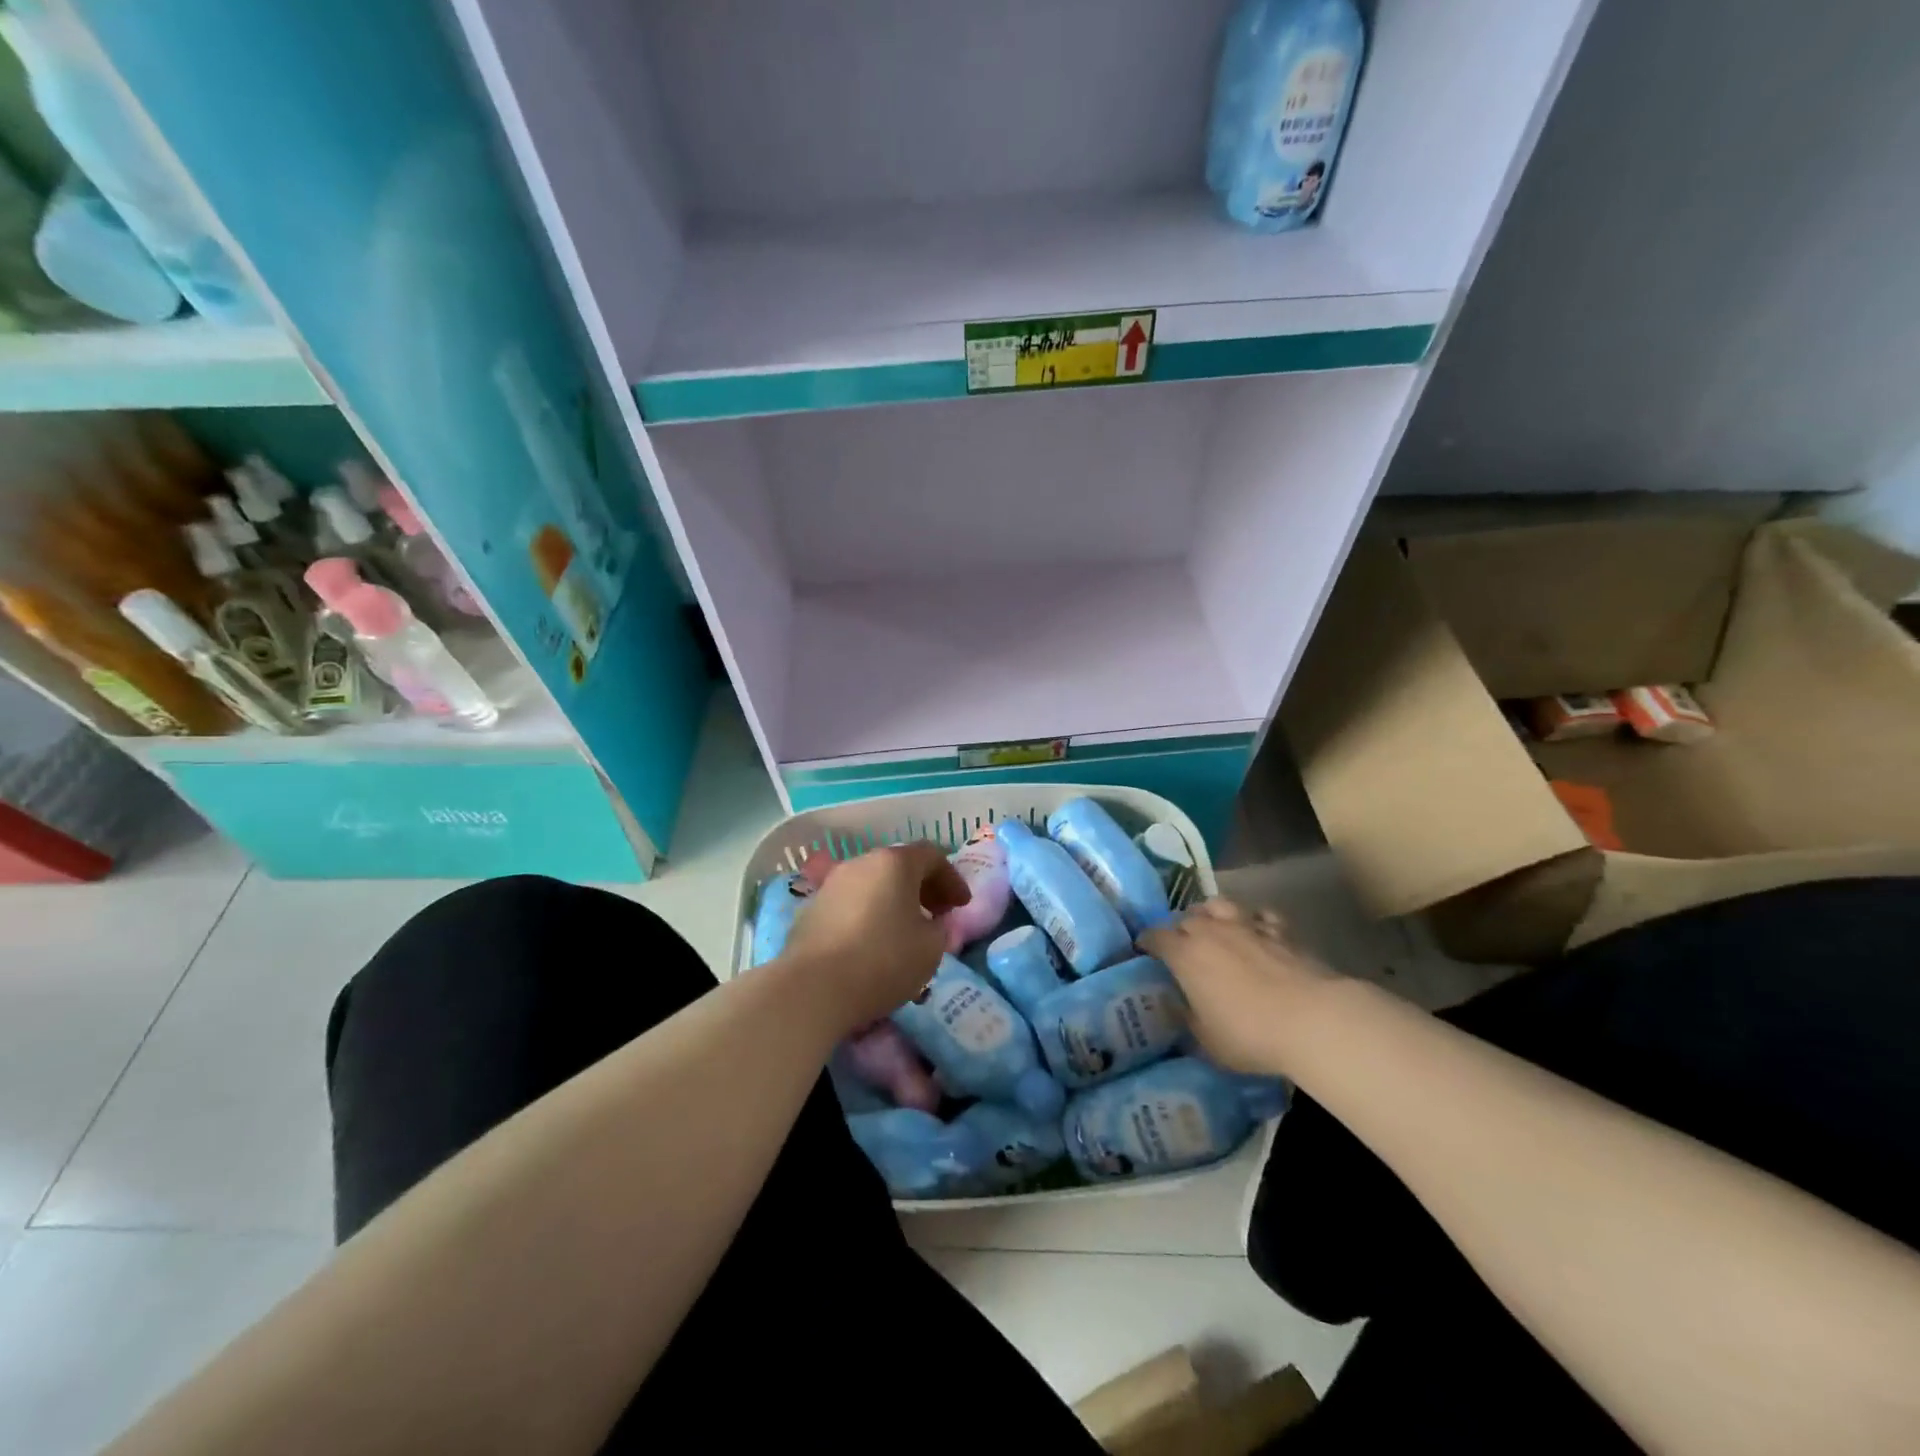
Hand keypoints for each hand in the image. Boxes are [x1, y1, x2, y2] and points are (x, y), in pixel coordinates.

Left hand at [779, 842, 969, 1032]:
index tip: (962, 906)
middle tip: (938, 913)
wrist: (812, 988)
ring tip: (906, 929)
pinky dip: (869, 912)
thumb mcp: (930, 949)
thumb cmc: (882, 961)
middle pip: (899, 865)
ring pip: (873, 882)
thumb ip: (940, 928)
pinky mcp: (811, 908)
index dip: (952, 879)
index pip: (932, 856)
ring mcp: (832, 884)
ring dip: (894, 899)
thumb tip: (932, 923)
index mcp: (894, 863)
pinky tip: (873, 940)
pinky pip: (851, 902)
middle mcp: (861, 863)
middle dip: (924, 887)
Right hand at [1140, 899, 1335, 1074]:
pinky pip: (1259, 916)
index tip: (1144, 951)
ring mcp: (1247, 926)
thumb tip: (1179, 1008)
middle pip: (1185, 919)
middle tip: (1181, 948)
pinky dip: (1252, 921)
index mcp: (1185, 955)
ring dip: (1210, 914)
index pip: (1154, 937)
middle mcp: (1210, 932)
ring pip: (1219, 905)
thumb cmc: (1250, 1034)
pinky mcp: (1280, 930)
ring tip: (1213, 928)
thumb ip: (1188, 1019)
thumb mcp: (1207, 1041)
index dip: (1146, 942)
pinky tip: (1256, 931)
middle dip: (1178, 930)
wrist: (1312, 1019)